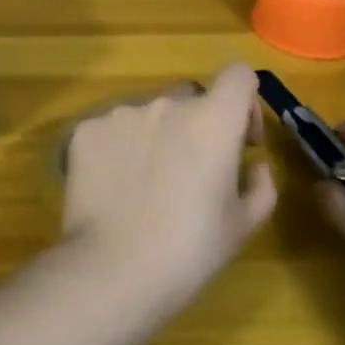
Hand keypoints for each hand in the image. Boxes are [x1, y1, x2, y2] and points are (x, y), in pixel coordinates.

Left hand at [61, 64, 275, 316]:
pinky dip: (118, 149)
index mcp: (212, 120)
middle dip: (197, 124)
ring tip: (145, 185)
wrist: (113, 269)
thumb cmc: (190, 250)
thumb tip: (253, 164)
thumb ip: (259, 184)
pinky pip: (111, 129)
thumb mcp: (243, 225)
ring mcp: (120, 113)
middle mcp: (166, 104)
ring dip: (155, 136)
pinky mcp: (86, 129)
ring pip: (147, 113)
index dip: (245, 102)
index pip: (238, 75)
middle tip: (191, 170)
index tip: (240, 139)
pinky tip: (114, 187)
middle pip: (190, 97)